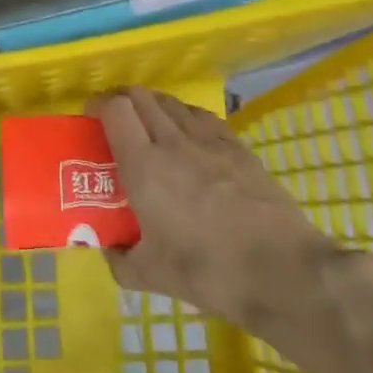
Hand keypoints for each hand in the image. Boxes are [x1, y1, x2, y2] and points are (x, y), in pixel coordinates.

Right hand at [87, 88, 336, 328]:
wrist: (282, 271)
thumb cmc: (209, 271)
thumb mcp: (152, 276)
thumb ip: (120, 260)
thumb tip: (109, 250)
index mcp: (144, 165)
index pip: (115, 109)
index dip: (98, 105)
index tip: (90, 118)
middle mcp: (173, 141)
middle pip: (142, 96)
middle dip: (122, 100)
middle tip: (115, 121)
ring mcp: (210, 141)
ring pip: (173, 103)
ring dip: (153, 105)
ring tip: (150, 125)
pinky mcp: (239, 148)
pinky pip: (203, 117)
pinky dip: (186, 117)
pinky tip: (189, 136)